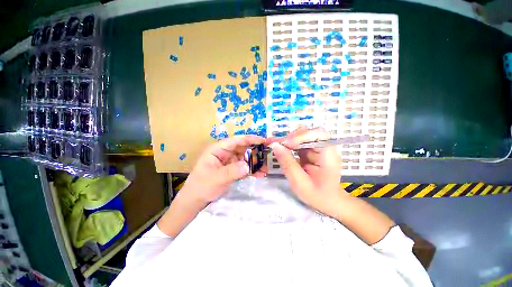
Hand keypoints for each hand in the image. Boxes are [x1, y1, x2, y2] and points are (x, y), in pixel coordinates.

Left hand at [181, 135, 264, 206]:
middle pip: (243, 148)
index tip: (263, 140)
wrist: (195, 200)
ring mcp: (229, 161)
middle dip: (255, 151)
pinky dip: (251, 170)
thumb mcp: (217, 178)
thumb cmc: (202, 186)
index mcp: (218, 149)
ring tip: (266, 167)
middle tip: (268, 154)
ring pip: (245, 157)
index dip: (250, 139)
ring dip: (255, 162)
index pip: (236, 140)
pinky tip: (259, 174)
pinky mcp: (232, 169)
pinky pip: (244, 167)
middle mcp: (225, 152)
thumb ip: (232, 171)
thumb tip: (248, 165)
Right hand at [269, 128, 344, 216]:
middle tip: (276, 144)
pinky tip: (280, 148)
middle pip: (308, 133)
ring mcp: (318, 148)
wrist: (328, 201)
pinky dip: (288, 145)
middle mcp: (325, 148)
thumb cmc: (317, 195)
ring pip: (302, 136)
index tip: (286, 144)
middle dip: (291, 138)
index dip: (301, 136)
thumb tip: (275, 146)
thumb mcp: (300, 183)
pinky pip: (298, 143)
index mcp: (328, 155)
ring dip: (287, 140)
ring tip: (275, 145)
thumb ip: (288, 164)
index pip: (318, 134)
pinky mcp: (311, 151)